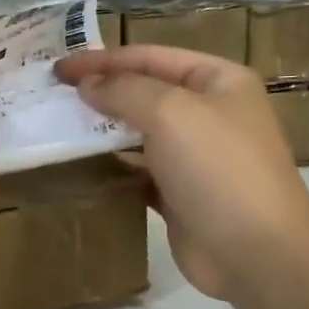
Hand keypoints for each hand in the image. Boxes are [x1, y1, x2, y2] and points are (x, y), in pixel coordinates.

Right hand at [56, 46, 308, 300]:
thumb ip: (124, 90)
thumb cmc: (217, 168)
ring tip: (59, 127)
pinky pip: (138, 170)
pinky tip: (82, 166)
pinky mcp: (180, 193)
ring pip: (139, 132)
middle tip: (53, 96)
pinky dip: (112, 166)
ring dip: (102, 128)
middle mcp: (209, 112)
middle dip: (100, 91)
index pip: (150, 56)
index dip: (102, 59)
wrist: (255, 252)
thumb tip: (87, 84)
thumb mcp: (170, 112)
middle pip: (144, 91)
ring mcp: (195, 155)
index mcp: (218, 80)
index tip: (58, 69)